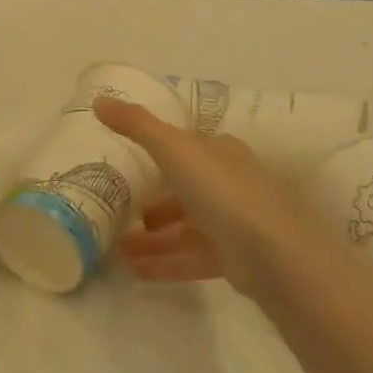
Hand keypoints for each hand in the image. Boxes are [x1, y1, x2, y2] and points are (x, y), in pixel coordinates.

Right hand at [94, 95, 331, 301]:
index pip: (189, 147)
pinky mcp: (235, 260)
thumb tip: (99, 100)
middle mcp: (231, 183)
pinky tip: (135, 272)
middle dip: (155, 201)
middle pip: (186, 190)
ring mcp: (235, 223)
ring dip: (154, 237)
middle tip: (121, 211)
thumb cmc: (222, 190)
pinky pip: (192, 258)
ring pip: (186, 227)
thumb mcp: (173, 148)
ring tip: (118, 250)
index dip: (161, 152)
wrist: (273, 254)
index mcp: (221, 152)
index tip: (131, 163)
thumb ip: (136, 125)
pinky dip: (165, 263)